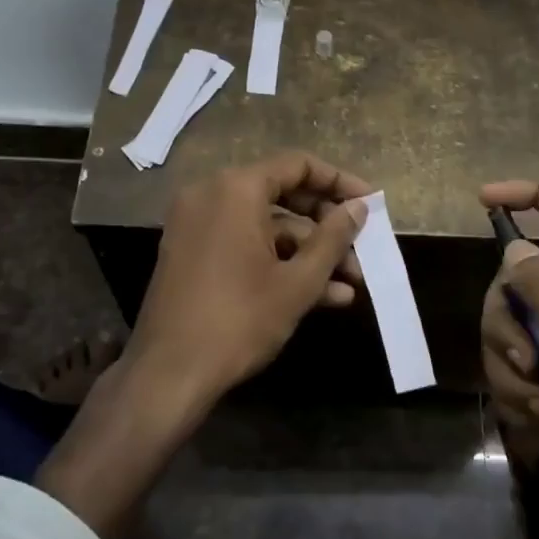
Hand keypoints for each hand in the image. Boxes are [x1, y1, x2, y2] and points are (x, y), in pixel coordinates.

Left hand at [126, 151, 371, 414]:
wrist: (168, 373)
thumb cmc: (239, 320)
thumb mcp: (298, 282)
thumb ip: (333, 238)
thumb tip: (358, 208)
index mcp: (236, 189)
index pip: (298, 165)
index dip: (339, 182)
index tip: (370, 203)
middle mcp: (211, 195)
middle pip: (282, 194)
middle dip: (326, 226)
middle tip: (361, 248)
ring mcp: (196, 224)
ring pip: (265, 226)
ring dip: (308, 253)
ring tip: (350, 284)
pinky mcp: (190, 253)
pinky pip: (243, 244)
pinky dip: (277, 262)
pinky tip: (321, 296)